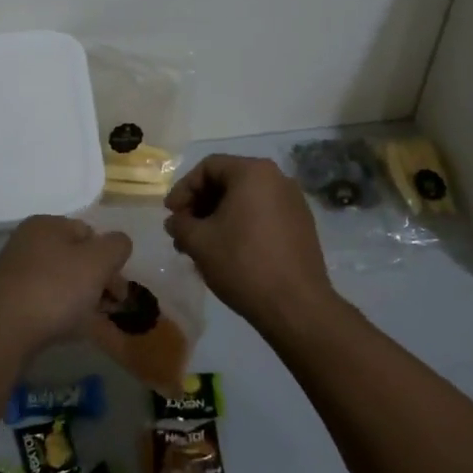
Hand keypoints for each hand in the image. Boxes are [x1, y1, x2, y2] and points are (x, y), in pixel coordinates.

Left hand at [0, 214, 133, 355]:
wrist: (3, 334)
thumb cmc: (55, 290)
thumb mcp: (99, 261)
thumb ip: (117, 245)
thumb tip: (118, 244)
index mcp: (45, 225)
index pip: (89, 233)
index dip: (110, 259)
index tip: (119, 288)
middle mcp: (27, 243)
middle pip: (76, 259)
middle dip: (99, 282)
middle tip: (113, 307)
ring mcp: (15, 274)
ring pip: (63, 283)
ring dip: (84, 300)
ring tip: (98, 324)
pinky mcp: (9, 302)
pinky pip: (46, 302)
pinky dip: (64, 313)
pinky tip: (75, 331)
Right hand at [164, 154, 335, 333]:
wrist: (296, 306)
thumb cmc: (243, 263)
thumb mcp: (199, 242)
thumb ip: (180, 224)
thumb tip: (175, 221)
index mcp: (253, 172)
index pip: (209, 167)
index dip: (183, 188)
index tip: (171, 214)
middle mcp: (278, 178)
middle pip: (228, 181)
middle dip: (200, 205)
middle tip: (183, 231)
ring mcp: (293, 202)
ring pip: (245, 200)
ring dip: (218, 218)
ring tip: (201, 246)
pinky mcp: (302, 225)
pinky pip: (263, 214)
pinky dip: (241, 225)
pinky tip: (228, 252)